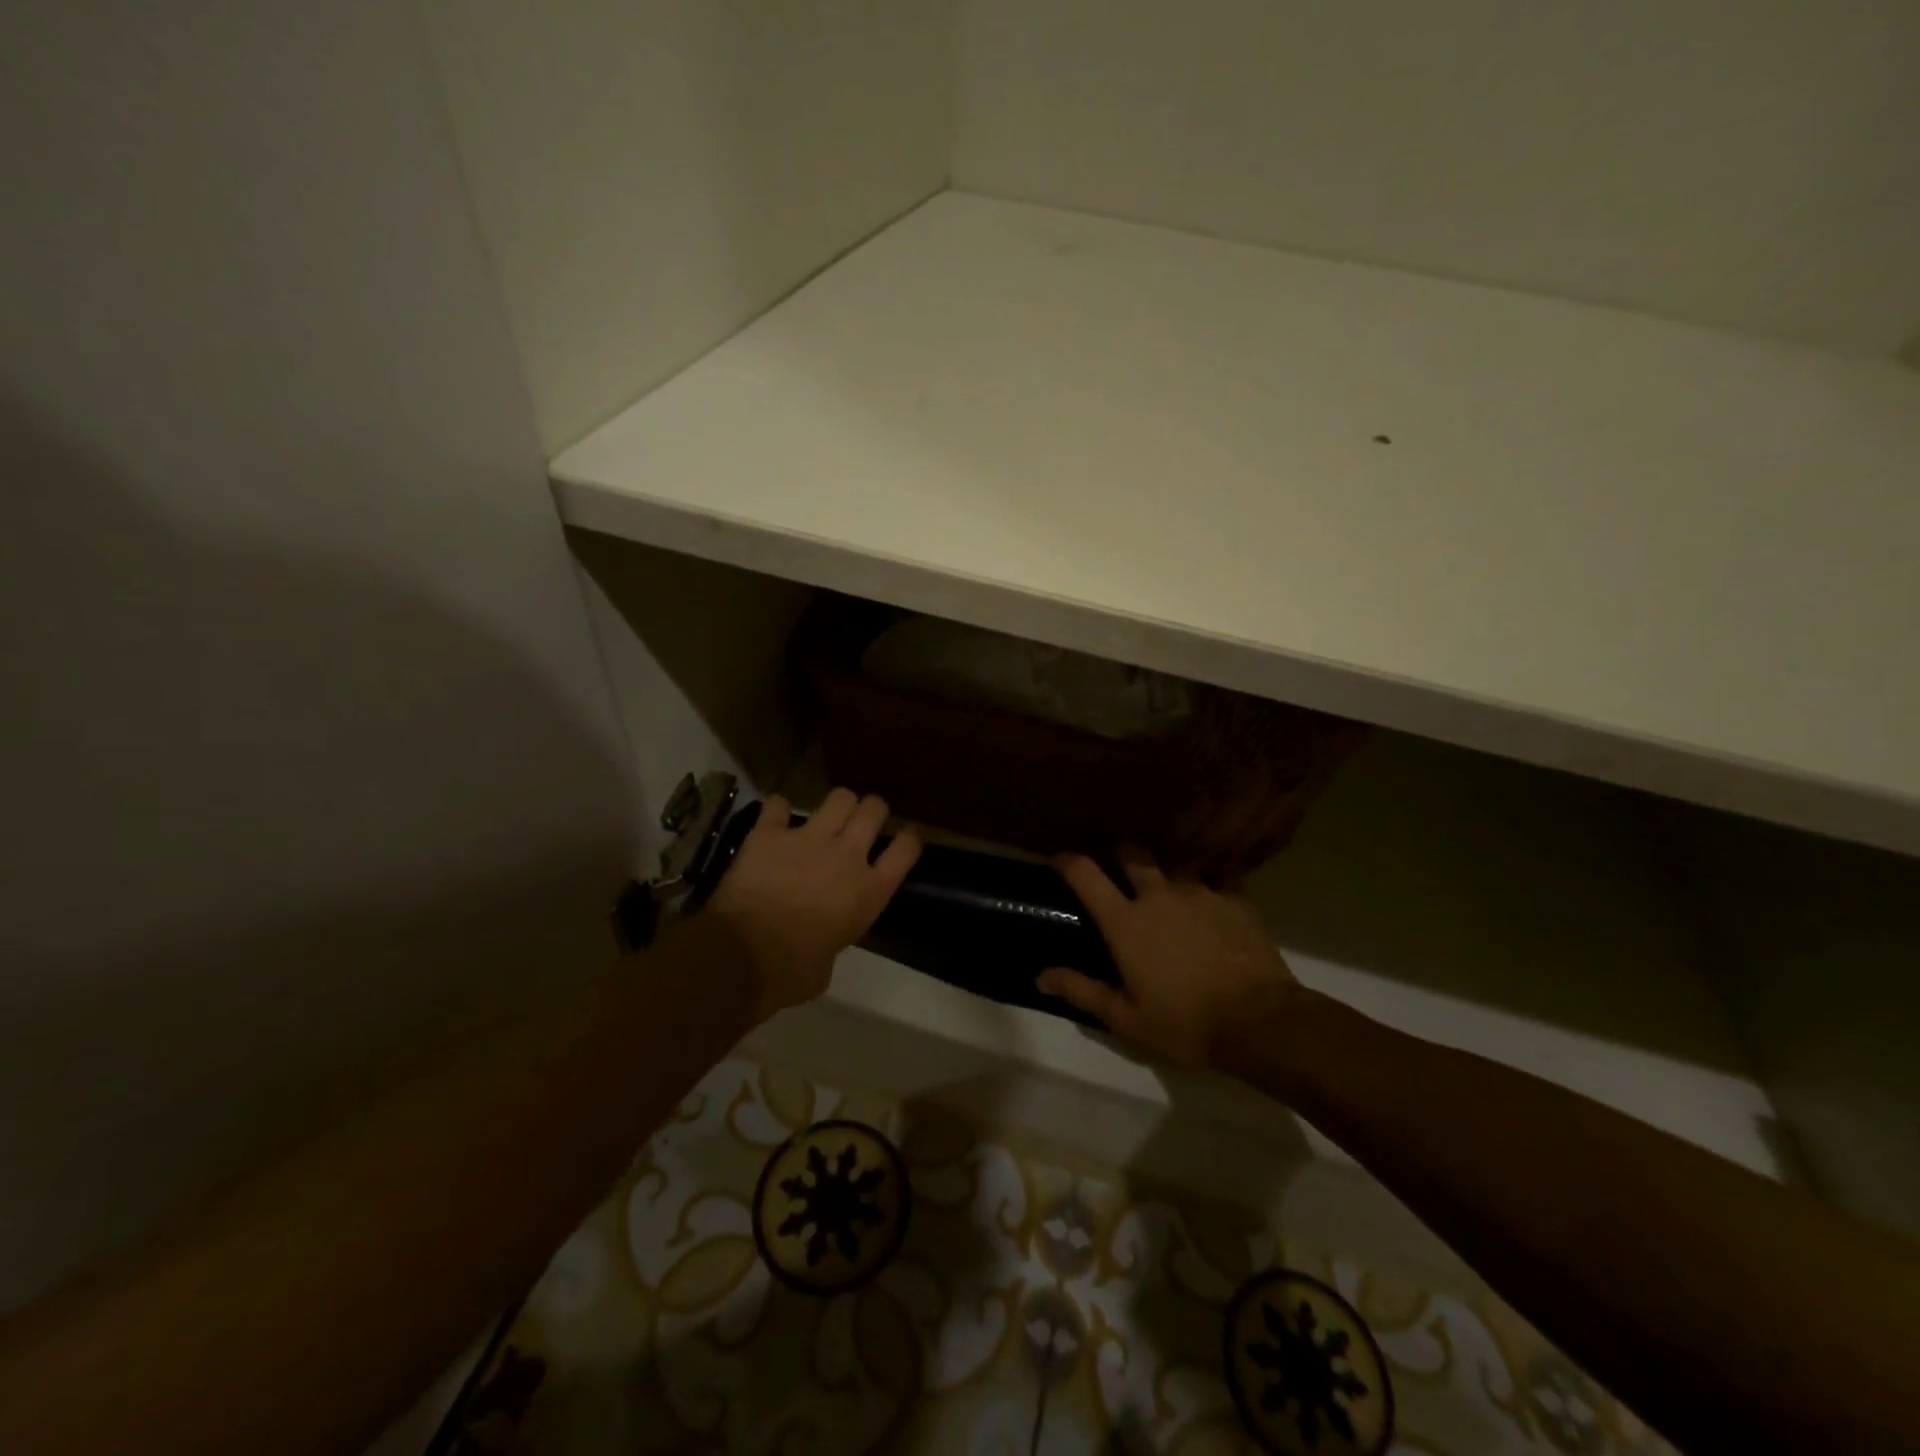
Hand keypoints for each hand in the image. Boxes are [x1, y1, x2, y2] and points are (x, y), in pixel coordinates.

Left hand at [707, 788, 921, 1021]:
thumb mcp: (827, 965)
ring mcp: (808, 839)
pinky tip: (775, 819)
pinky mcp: (769, 833)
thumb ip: (833, 940)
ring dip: (837, 804)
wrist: (742, 956)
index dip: (910, 838)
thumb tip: (822, 942)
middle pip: (874, 810)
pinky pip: (777, 805)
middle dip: (872, 810)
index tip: (907, 836)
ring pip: (839, 797)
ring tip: (828, 816)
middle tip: (863, 821)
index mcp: (869, 892)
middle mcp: (846, 855)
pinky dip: (777, 811)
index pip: (906, 849)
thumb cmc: (791, 973)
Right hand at [1037, 850, 1302, 1068]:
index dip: (1067, 861)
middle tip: (1120, 870)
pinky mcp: (1234, 898)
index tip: (1059, 860)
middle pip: (1132, 853)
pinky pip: (1219, 876)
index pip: (1085, 874)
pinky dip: (1211, 880)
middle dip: (1121, 855)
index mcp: (1125, 922)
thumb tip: (1042, 976)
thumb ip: (1082, 991)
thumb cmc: (1185, 1024)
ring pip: (1175, 862)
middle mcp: (1157, 895)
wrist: (1259, 1022)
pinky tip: (1214, 893)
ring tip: (1170, 883)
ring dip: (1167, 869)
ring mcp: (1199, 891)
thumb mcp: (1126, 1019)